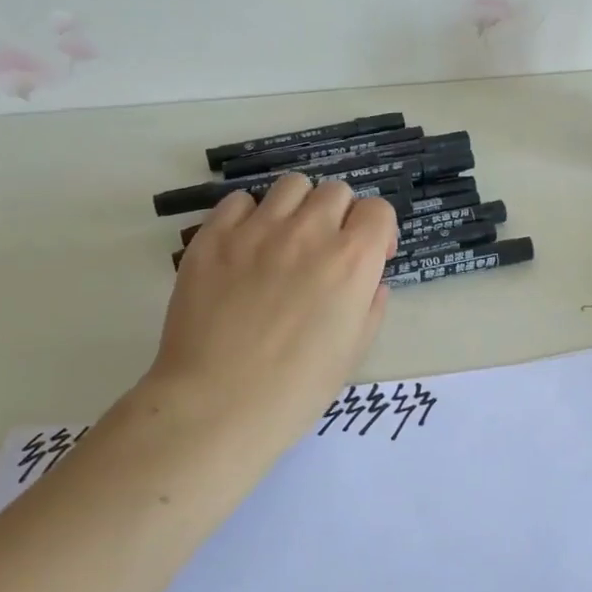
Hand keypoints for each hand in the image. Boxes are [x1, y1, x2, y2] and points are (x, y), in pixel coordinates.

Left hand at [136, 173, 398, 463]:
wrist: (217, 406)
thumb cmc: (297, 388)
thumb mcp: (355, 349)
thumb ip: (371, 305)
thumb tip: (370, 282)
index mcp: (353, 260)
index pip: (378, 210)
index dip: (378, 232)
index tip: (369, 258)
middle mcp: (310, 232)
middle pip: (336, 191)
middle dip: (340, 216)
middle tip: (325, 251)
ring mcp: (258, 230)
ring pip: (291, 185)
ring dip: (298, 207)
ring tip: (285, 239)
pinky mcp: (213, 238)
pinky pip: (239, 201)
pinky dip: (249, 216)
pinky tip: (246, 247)